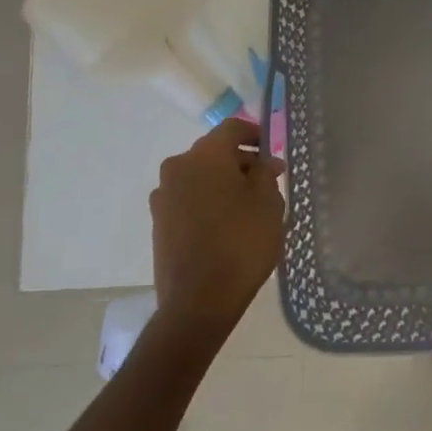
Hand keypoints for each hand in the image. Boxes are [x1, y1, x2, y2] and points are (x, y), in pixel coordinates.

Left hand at [150, 118, 286, 331]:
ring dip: (223, 182)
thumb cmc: (241, 243)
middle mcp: (178, 167)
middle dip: (241, 161)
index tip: (273, 151)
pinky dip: (207, 201)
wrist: (198, 302)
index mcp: (205, 155)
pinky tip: (226, 224)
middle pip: (214, 152)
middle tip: (268, 182)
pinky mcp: (159, 222)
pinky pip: (189, 198)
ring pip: (200, 176)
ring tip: (248, 207)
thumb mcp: (268, 203)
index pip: (232, 128)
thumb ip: (266, 174)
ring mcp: (163, 196)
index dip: (255, 134)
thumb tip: (262, 163)